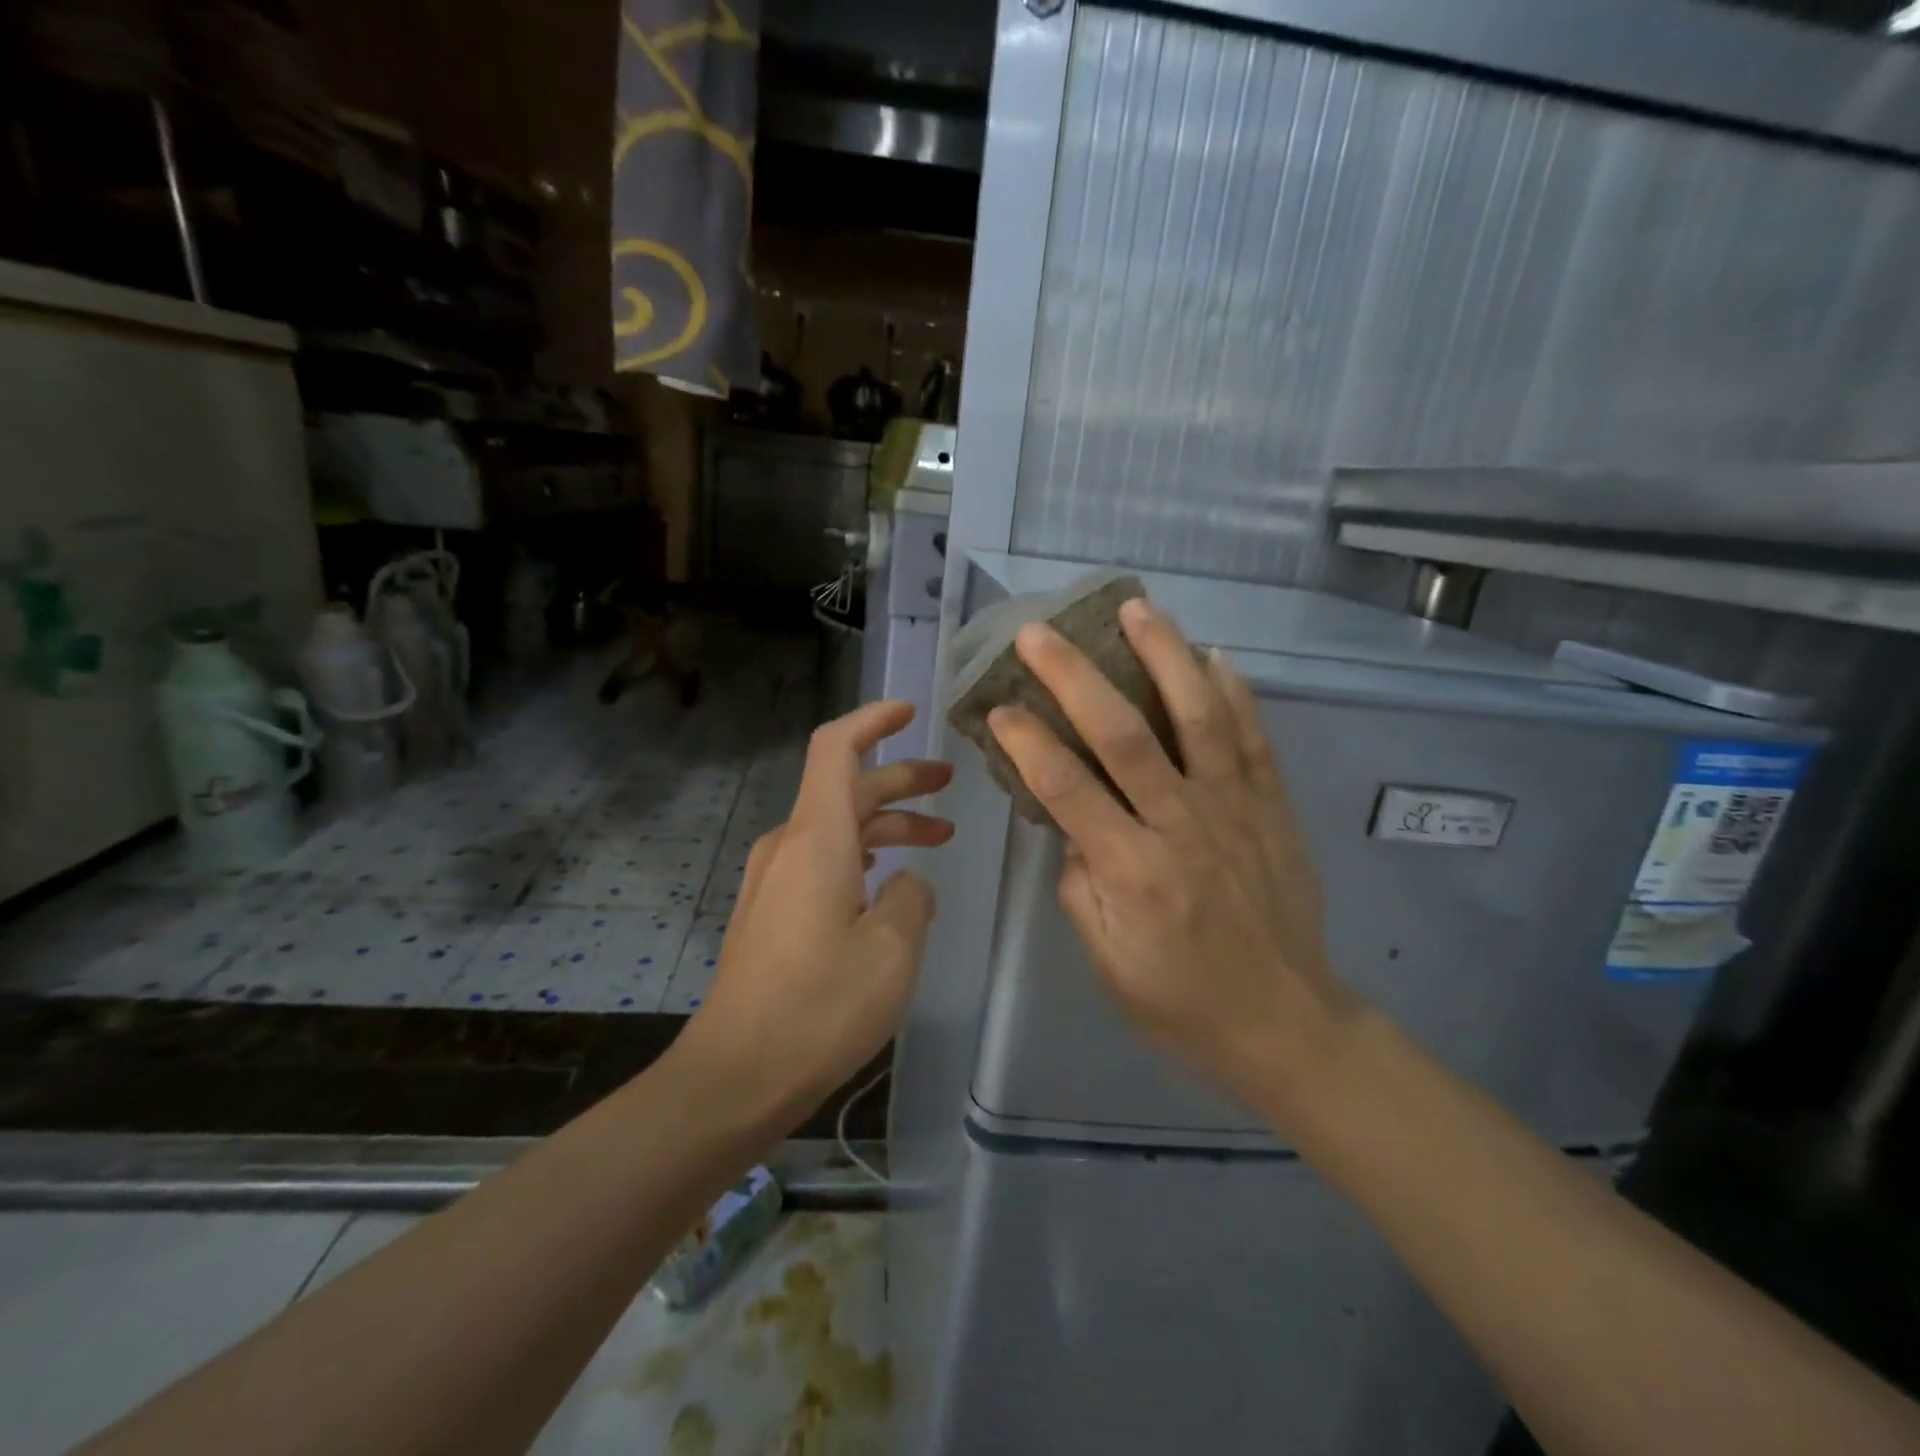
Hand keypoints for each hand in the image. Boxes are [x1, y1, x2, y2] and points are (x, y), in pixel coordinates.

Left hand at [681, 700, 951, 1119]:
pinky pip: (822, 858)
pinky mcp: (772, 910)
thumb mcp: (892, 950)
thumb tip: (909, 882)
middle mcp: (790, 845)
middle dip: (900, 778)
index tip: (911, 712)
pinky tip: (890, 882)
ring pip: (838, 825)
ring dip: (887, 822)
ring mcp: (775, 878)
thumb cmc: (818, 1007)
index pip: (836, 748)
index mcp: (816, 838)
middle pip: (846, 787)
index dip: (873, 719)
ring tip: (937, 836)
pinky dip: (863, 852)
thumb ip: (913, 898)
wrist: (735, 1075)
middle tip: (949, 782)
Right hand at [986, 597, 1358, 1125]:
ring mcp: (1236, 810)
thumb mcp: (1107, 962)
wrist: (1286, 1024)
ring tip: (1137, 608)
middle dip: (1075, 678)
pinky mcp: (1273, 808)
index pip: (1067, 789)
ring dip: (1165, 656)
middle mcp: (1183, 827)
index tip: (999, 707)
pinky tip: (1214, 654)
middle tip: (1040, 634)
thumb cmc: (1182, 1003)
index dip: (1027, 742)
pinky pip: (1254, 738)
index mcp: (1133, 872)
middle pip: (1124, 736)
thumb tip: (1072, 824)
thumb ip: (1081, 887)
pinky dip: (1235, 692)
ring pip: (1198, 717)